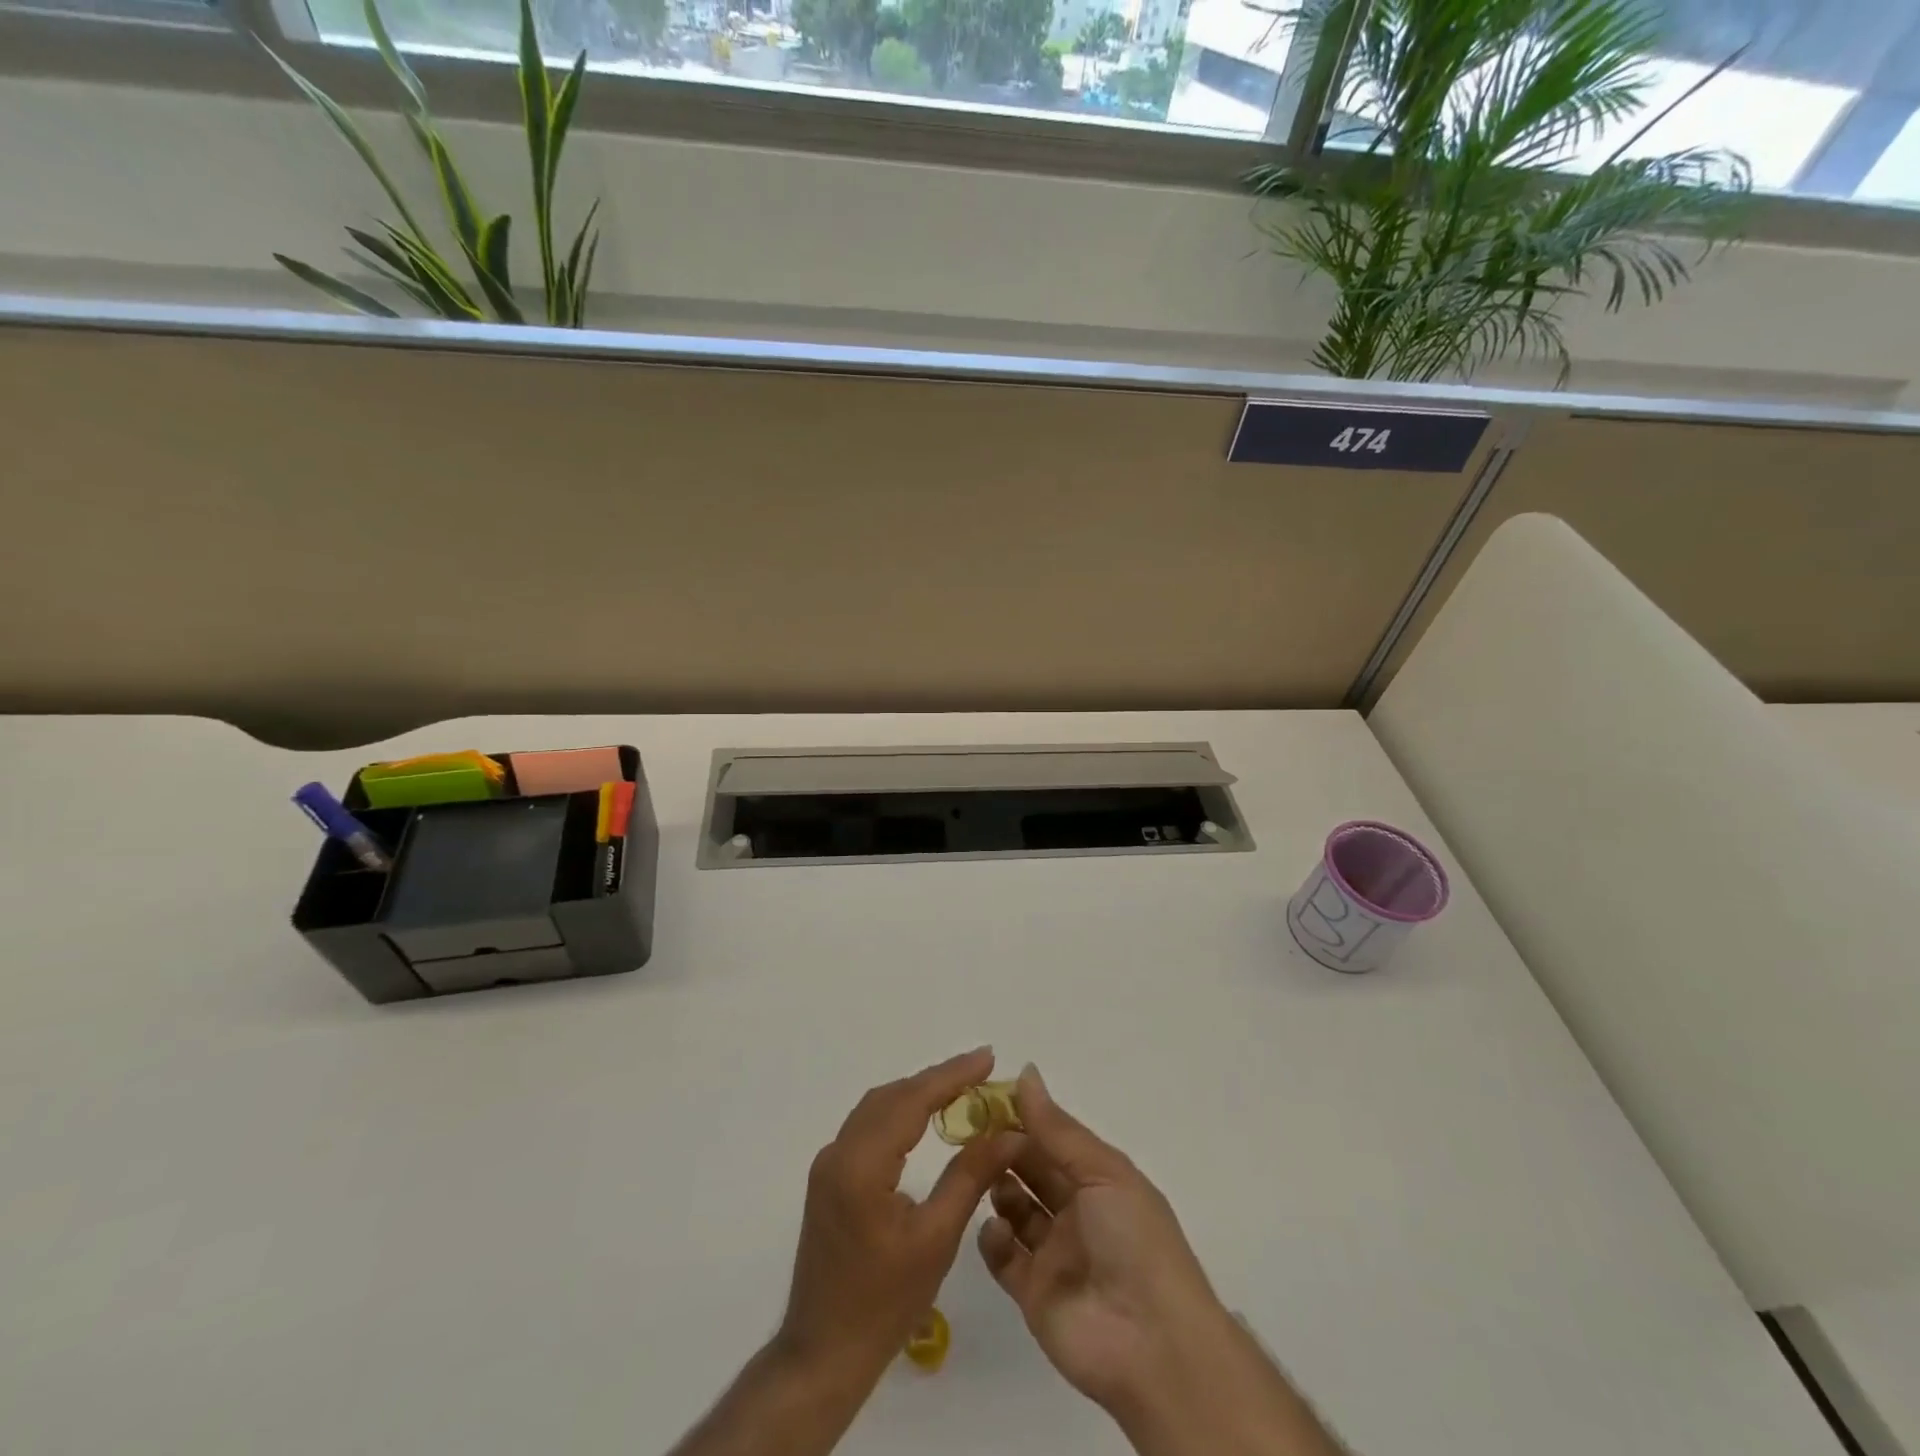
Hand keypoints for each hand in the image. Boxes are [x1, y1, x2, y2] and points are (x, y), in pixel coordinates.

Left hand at [778, 1047, 1021, 1384]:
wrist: (822, 1355)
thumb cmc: (883, 1304)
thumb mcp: (936, 1239)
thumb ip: (970, 1176)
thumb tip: (1008, 1133)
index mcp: (860, 1164)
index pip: (911, 1100)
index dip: (951, 1075)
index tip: (987, 1056)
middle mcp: (838, 1152)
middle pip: (892, 1097)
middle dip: (937, 1079)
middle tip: (982, 1071)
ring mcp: (829, 1164)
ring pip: (878, 1108)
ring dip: (918, 1094)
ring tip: (962, 1088)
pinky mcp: (829, 1178)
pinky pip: (868, 1127)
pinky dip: (900, 1114)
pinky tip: (925, 1118)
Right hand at [975, 1065, 1224, 1412]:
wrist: (1152, 1344)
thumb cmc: (1134, 1241)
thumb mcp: (1103, 1172)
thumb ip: (1057, 1128)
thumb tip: (1026, 1072)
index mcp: (1098, 1180)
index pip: (1054, 1139)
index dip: (1024, 1118)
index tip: (988, 1099)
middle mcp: (1075, 1212)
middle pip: (1031, 1170)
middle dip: (1005, 1149)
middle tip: (974, 1134)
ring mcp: (1053, 1253)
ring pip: (1014, 1209)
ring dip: (997, 1187)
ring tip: (983, 1177)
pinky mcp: (1032, 1292)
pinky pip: (1003, 1257)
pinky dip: (992, 1238)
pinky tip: (995, 1228)